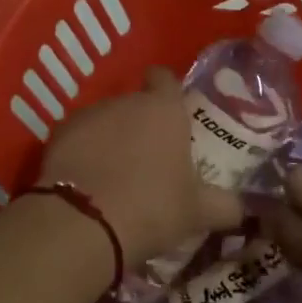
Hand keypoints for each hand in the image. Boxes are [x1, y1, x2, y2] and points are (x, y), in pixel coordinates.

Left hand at [39, 67, 241, 267]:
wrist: (84, 223)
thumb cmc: (152, 208)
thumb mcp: (197, 213)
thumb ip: (225, 205)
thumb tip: (245, 209)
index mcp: (164, 109)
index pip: (165, 79)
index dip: (167, 91)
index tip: (170, 112)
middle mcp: (125, 102)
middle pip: (134, 104)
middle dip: (139, 124)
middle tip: (148, 158)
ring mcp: (87, 115)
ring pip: (104, 120)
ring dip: (110, 138)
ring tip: (114, 174)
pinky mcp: (57, 136)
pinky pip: (77, 139)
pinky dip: (82, 153)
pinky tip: (86, 181)